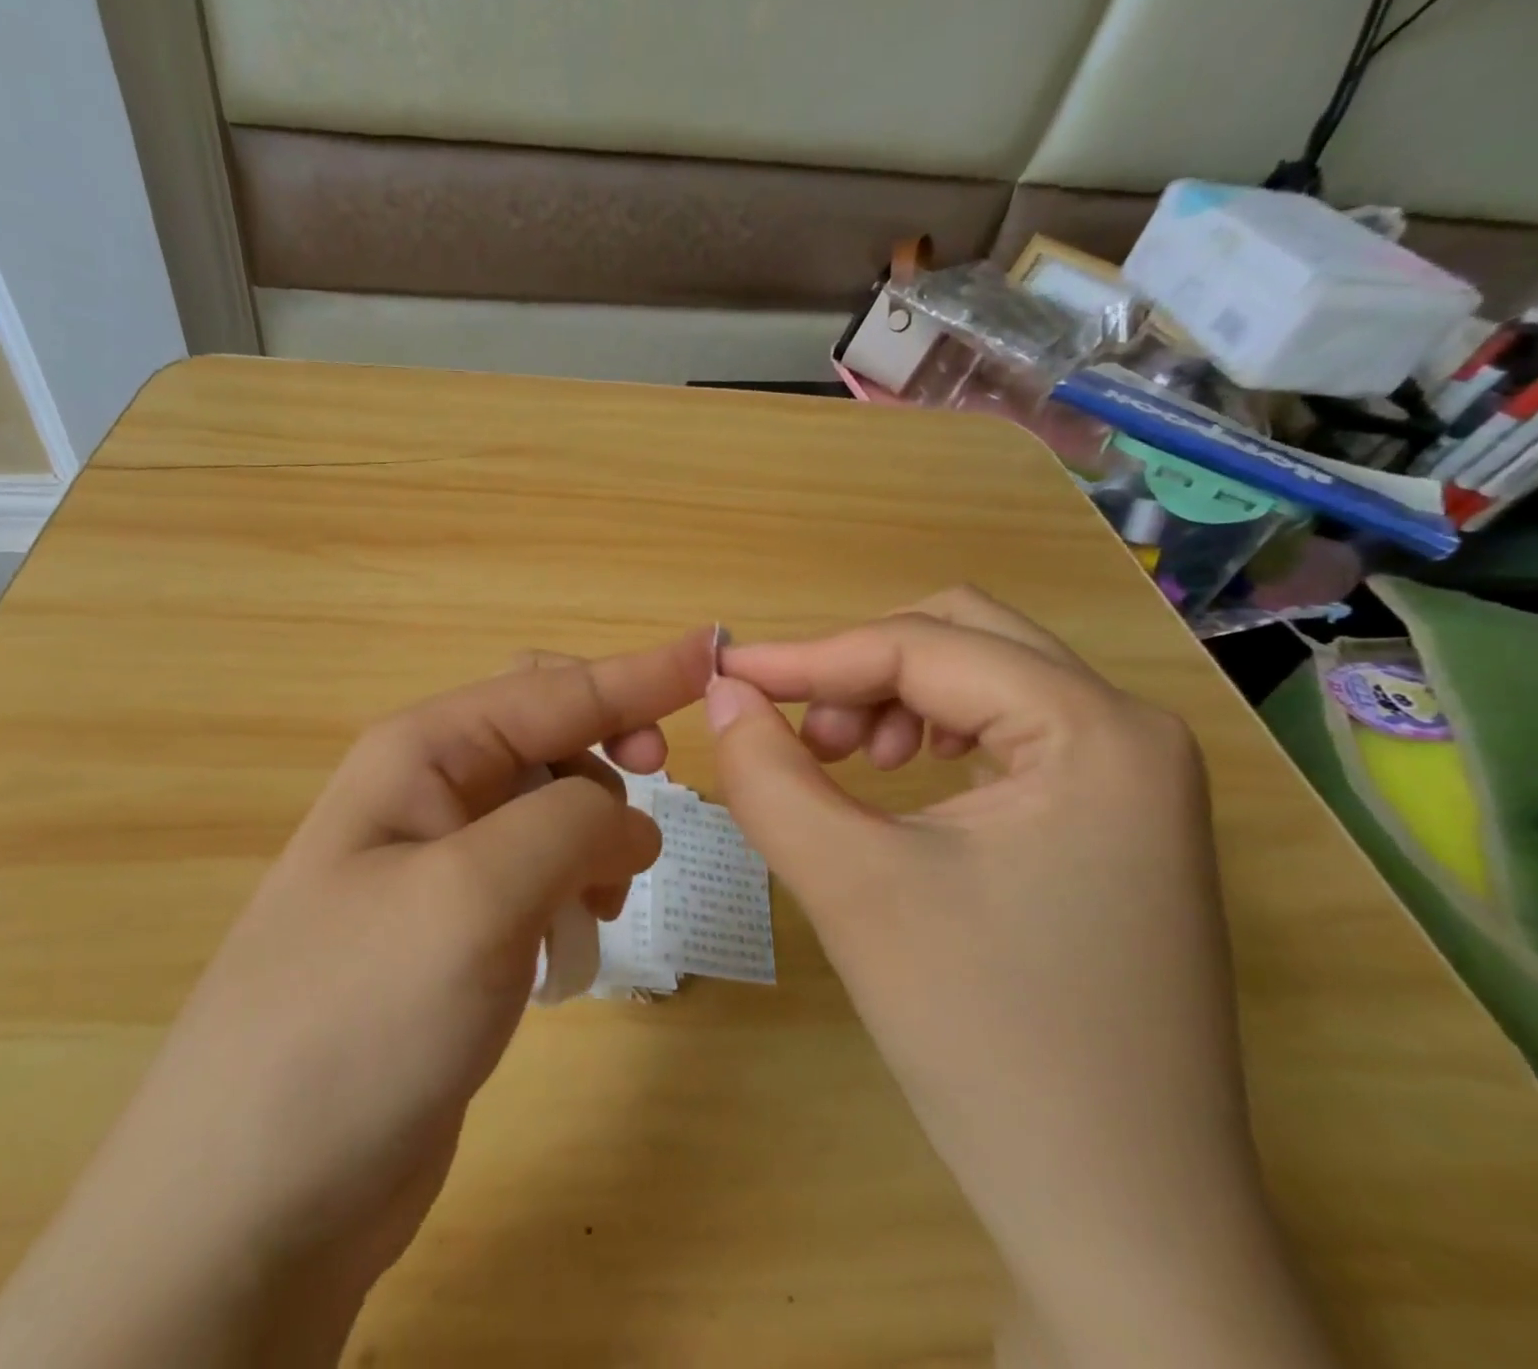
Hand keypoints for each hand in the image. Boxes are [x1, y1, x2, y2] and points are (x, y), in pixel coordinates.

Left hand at [0, 631, 712, 1368]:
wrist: (255, 1198)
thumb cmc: (357, 1019)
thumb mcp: (473, 895)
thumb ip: (571, 825)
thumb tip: (634, 821)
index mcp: (422, 754)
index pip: (553, 689)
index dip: (639, 672)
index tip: (714, 652)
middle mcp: (429, 792)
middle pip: (549, 733)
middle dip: (612, 747)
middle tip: (663, 790)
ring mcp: (441, 864)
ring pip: (553, 806)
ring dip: (599, 830)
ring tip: (609, 896)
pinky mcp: (457, 929)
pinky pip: (541, 872)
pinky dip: (578, 883)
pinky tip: (580, 934)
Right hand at [706, 588, 1334, 1368]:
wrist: (1117, 1216)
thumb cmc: (985, 1037)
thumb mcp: (851, 888)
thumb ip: (767, 775)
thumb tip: (721, 693)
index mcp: (1097, 732)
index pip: (922, 646)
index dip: (809, 656)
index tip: (724, 677)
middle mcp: (1130, 734)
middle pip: (964, 637)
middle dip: (862, 667)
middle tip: (804, 734)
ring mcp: (1131, 780)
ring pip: (983, 678)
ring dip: (895, 697)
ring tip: (846, 765)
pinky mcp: (1112, 823)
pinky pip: (1005, 732)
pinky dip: (930, 734)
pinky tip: (899, 787)